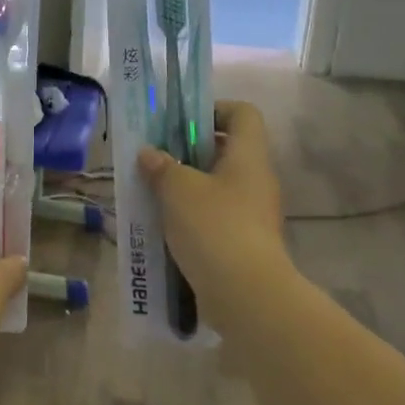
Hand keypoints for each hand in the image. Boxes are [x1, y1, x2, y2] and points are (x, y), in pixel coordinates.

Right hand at [137, 100, 286, 321]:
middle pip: (226, 149)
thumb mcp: (179, 190)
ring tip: (152, 192)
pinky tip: (163, 225)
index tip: (180, 122)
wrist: (246, 295)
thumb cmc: (215, 227)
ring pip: (217, 185)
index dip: (214, 109)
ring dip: (186, 185)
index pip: (243, 113)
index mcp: (248, 156)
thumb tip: (149, 154)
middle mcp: (255, 180)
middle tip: (156, 157)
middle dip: (188, 150)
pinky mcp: (243, 242)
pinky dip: (190, 215)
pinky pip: (214, 216)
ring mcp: (252, 213)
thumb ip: (162, 166)